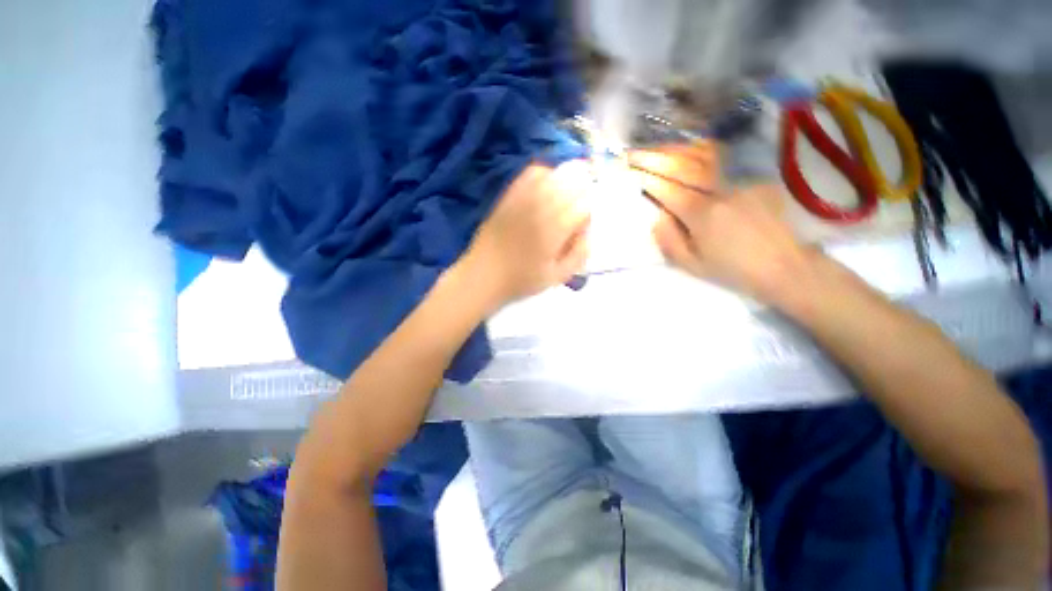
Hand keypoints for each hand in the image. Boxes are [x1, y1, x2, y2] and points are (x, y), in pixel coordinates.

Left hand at [461, 161, 590, 308]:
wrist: (484, 274)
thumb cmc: (522, 279)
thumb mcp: (558, 276)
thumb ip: (579, 253)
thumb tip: (587, 231)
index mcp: (554, 230)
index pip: (583, 205)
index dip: (587, 214)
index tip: (580, 228)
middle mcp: (540, 208)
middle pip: (572, 183)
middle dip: (581, 194)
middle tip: (575, 211)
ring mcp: (523, 198)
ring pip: (554, 174)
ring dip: (566, 182)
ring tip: (563, 198)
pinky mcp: (509, 195)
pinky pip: (531, 172)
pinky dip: (545, 174)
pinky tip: (545, 188)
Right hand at [631, 143, 813, 305]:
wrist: (784, 265)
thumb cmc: (733, 269)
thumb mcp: (692, 264)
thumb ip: (668, 240)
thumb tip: (656, 216)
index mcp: (702, 214)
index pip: (667, 189)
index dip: (645, 179)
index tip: (628, 171)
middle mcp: (720, 190)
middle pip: (682, 166)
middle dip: (653, 158)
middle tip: (632, 153)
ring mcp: (740, 179)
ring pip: (702, 155)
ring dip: (674, 149)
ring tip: (655, 149)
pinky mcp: (754, 176)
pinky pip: (722, 158)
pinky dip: (699, 150)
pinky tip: (687, 150)